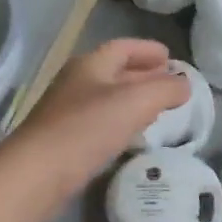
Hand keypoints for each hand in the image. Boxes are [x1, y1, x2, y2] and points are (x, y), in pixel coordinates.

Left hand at [11, 39, 188, 206]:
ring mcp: (67, 113)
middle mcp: (76, 83)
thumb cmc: (86, 129)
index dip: (147, 50)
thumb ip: (164, 90)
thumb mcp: (135, 102)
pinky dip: (120, 123)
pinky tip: (130, 136)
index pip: (122, 47)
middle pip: (114, 72)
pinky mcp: (64, 141)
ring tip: (156, 109)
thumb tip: (184, 85)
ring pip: (107, 99)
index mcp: (89, 65)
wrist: (37, 173)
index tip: (170, 56)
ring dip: (132, 100)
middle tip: (169, 84)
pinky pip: (99, 124)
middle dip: (142, 75)